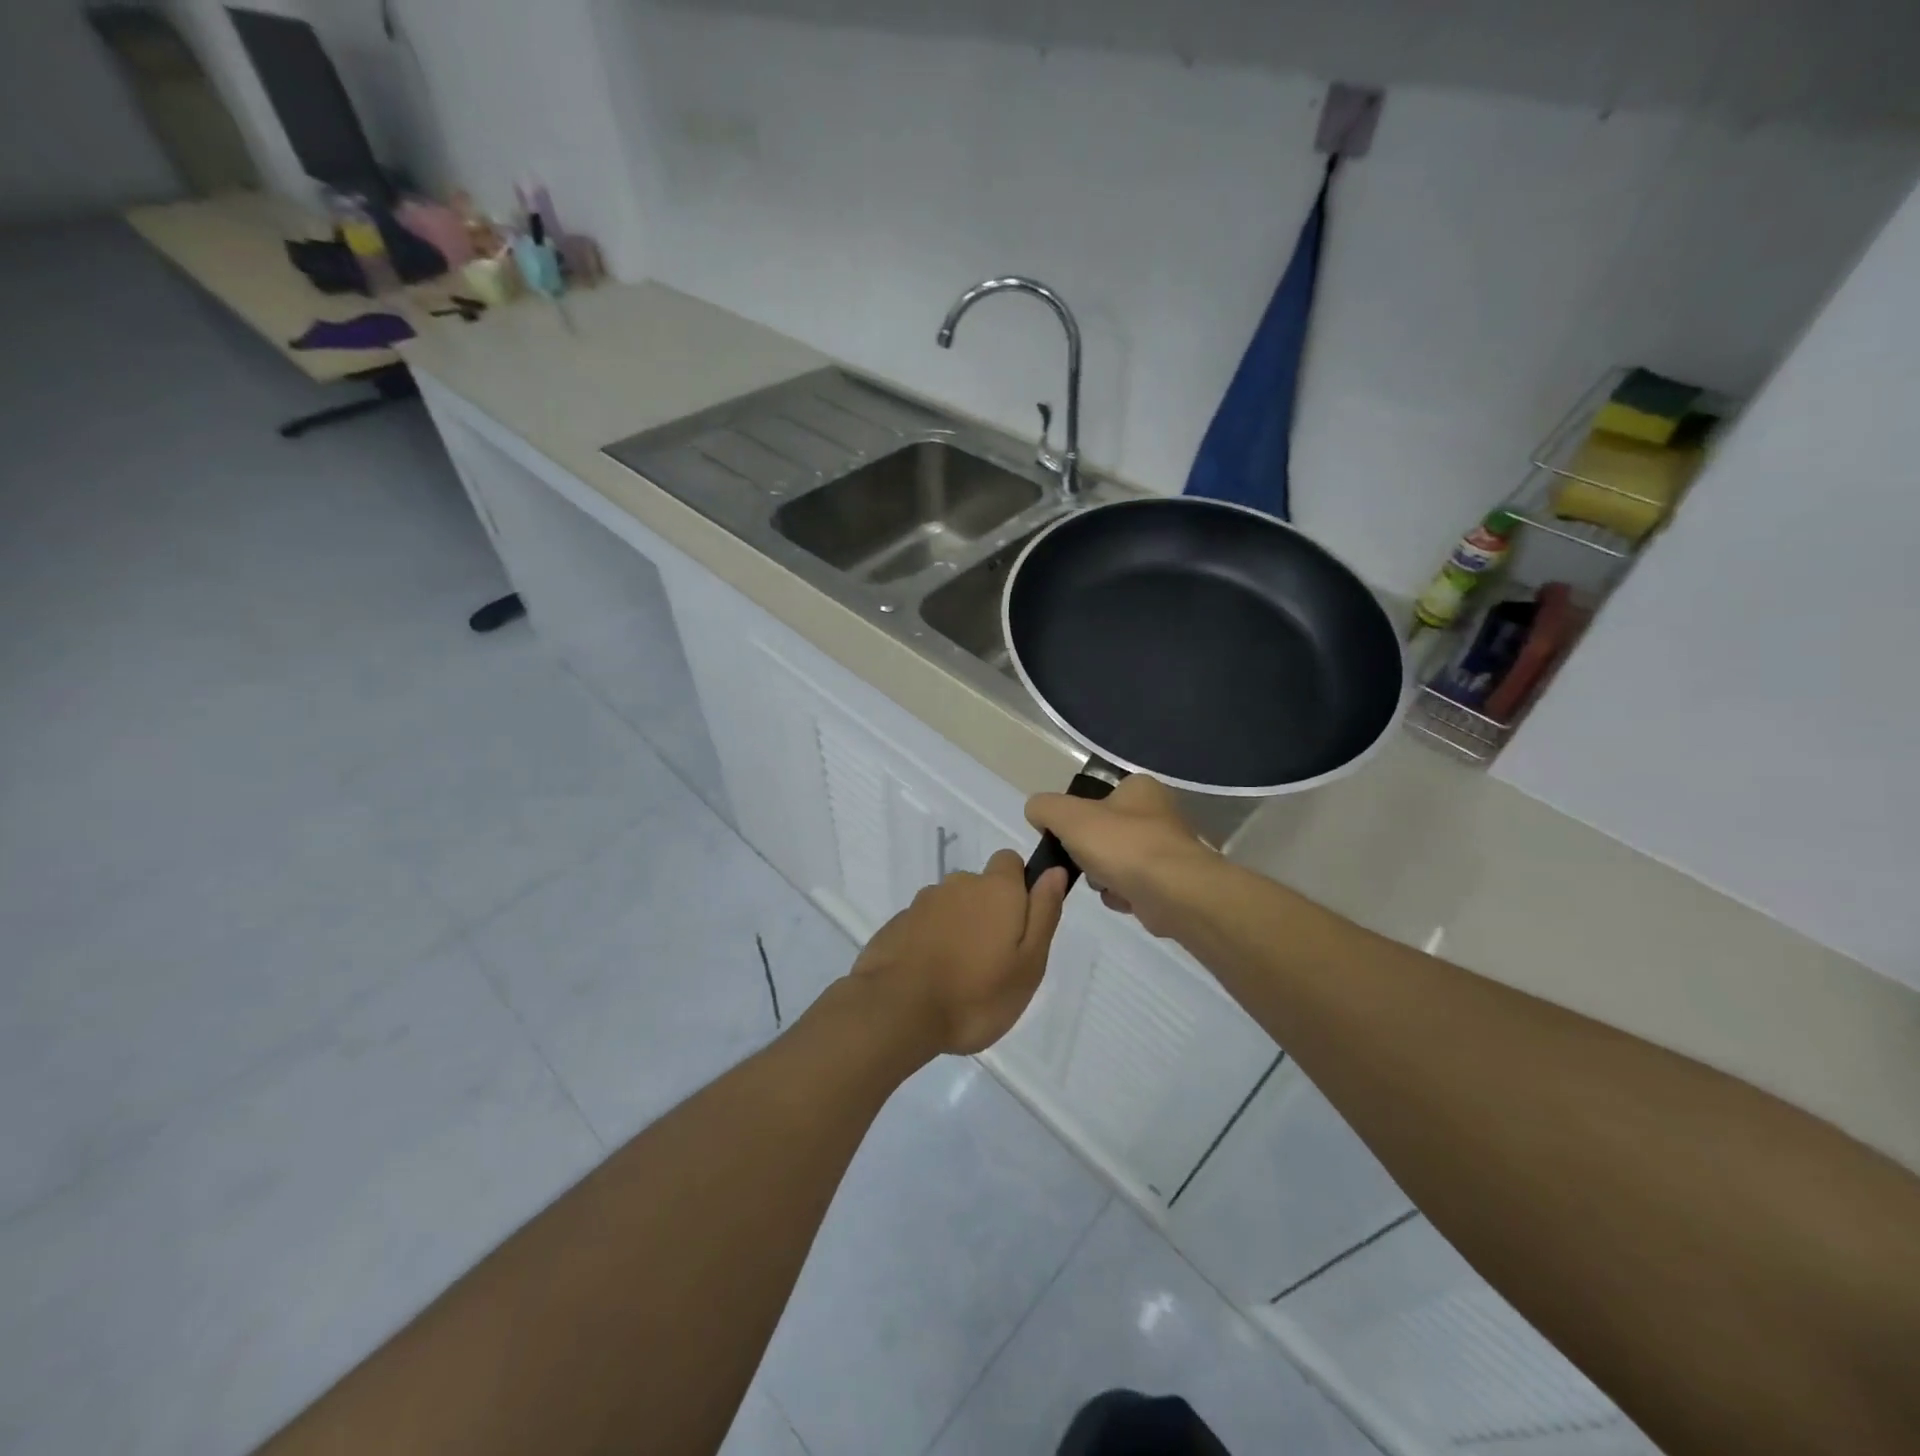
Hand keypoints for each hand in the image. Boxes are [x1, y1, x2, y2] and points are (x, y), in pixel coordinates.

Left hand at [849, 851, 1067, 1055]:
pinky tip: (929, 977)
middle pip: (979, 886)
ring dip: (957, 928)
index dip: (1017, 886)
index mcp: (995, 889)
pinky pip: (924, 925)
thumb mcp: (1029, 963)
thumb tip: (1054, 871)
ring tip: (958, 975)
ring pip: (950, 907)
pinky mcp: (897, 924)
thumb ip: (1044, 913)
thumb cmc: (976, 994)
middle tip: (991, 961)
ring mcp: (922, 903)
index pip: (1009, 861)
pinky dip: (930, 942)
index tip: (1018, 924)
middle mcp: (958, 885)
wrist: (897, 1011)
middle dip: (987, 913)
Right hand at [1025, 776, 1212, 936]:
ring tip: (1104, 883)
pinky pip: (1132, 886)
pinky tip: (1121, 899)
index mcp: (1139, 788)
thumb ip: (1044, 808)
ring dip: (1102, 876)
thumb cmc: (1122, 845)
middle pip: (1104, 832)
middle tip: (1083, 862)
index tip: (1065, 837)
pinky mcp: (1171, 882)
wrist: (1174, 893)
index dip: (1076, 817)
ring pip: (1116, 861)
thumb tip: (1037, 812)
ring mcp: (1167, 849)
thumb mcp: (1068, 816)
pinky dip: (1121, 894)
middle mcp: (1158, 814)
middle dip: (1088, 852)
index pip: (1097, 797)